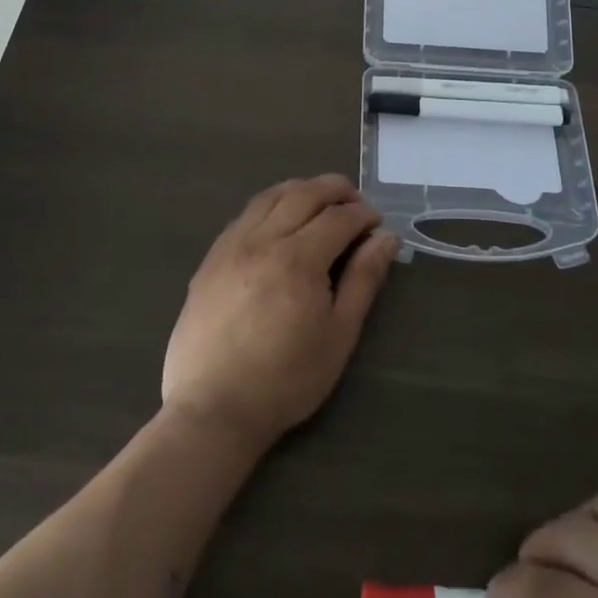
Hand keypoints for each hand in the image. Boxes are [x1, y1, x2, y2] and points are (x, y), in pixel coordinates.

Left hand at [161, 175, 397, 448]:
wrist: (214, 407)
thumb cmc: (287, 378)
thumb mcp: (339, 334)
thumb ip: (363, 280)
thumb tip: (386, 239)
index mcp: (299, 258)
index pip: (339, 217)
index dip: (364, 215)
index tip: (378, 225)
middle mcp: (263, 239)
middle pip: (304, 193)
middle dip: (336, 190)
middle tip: (356, 202)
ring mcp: (231, 245)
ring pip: (270, 196)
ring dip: (301, 189)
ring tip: (321, 201)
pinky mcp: (211, 259)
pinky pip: (245, 214)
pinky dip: (270, 204)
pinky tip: (279, 220)